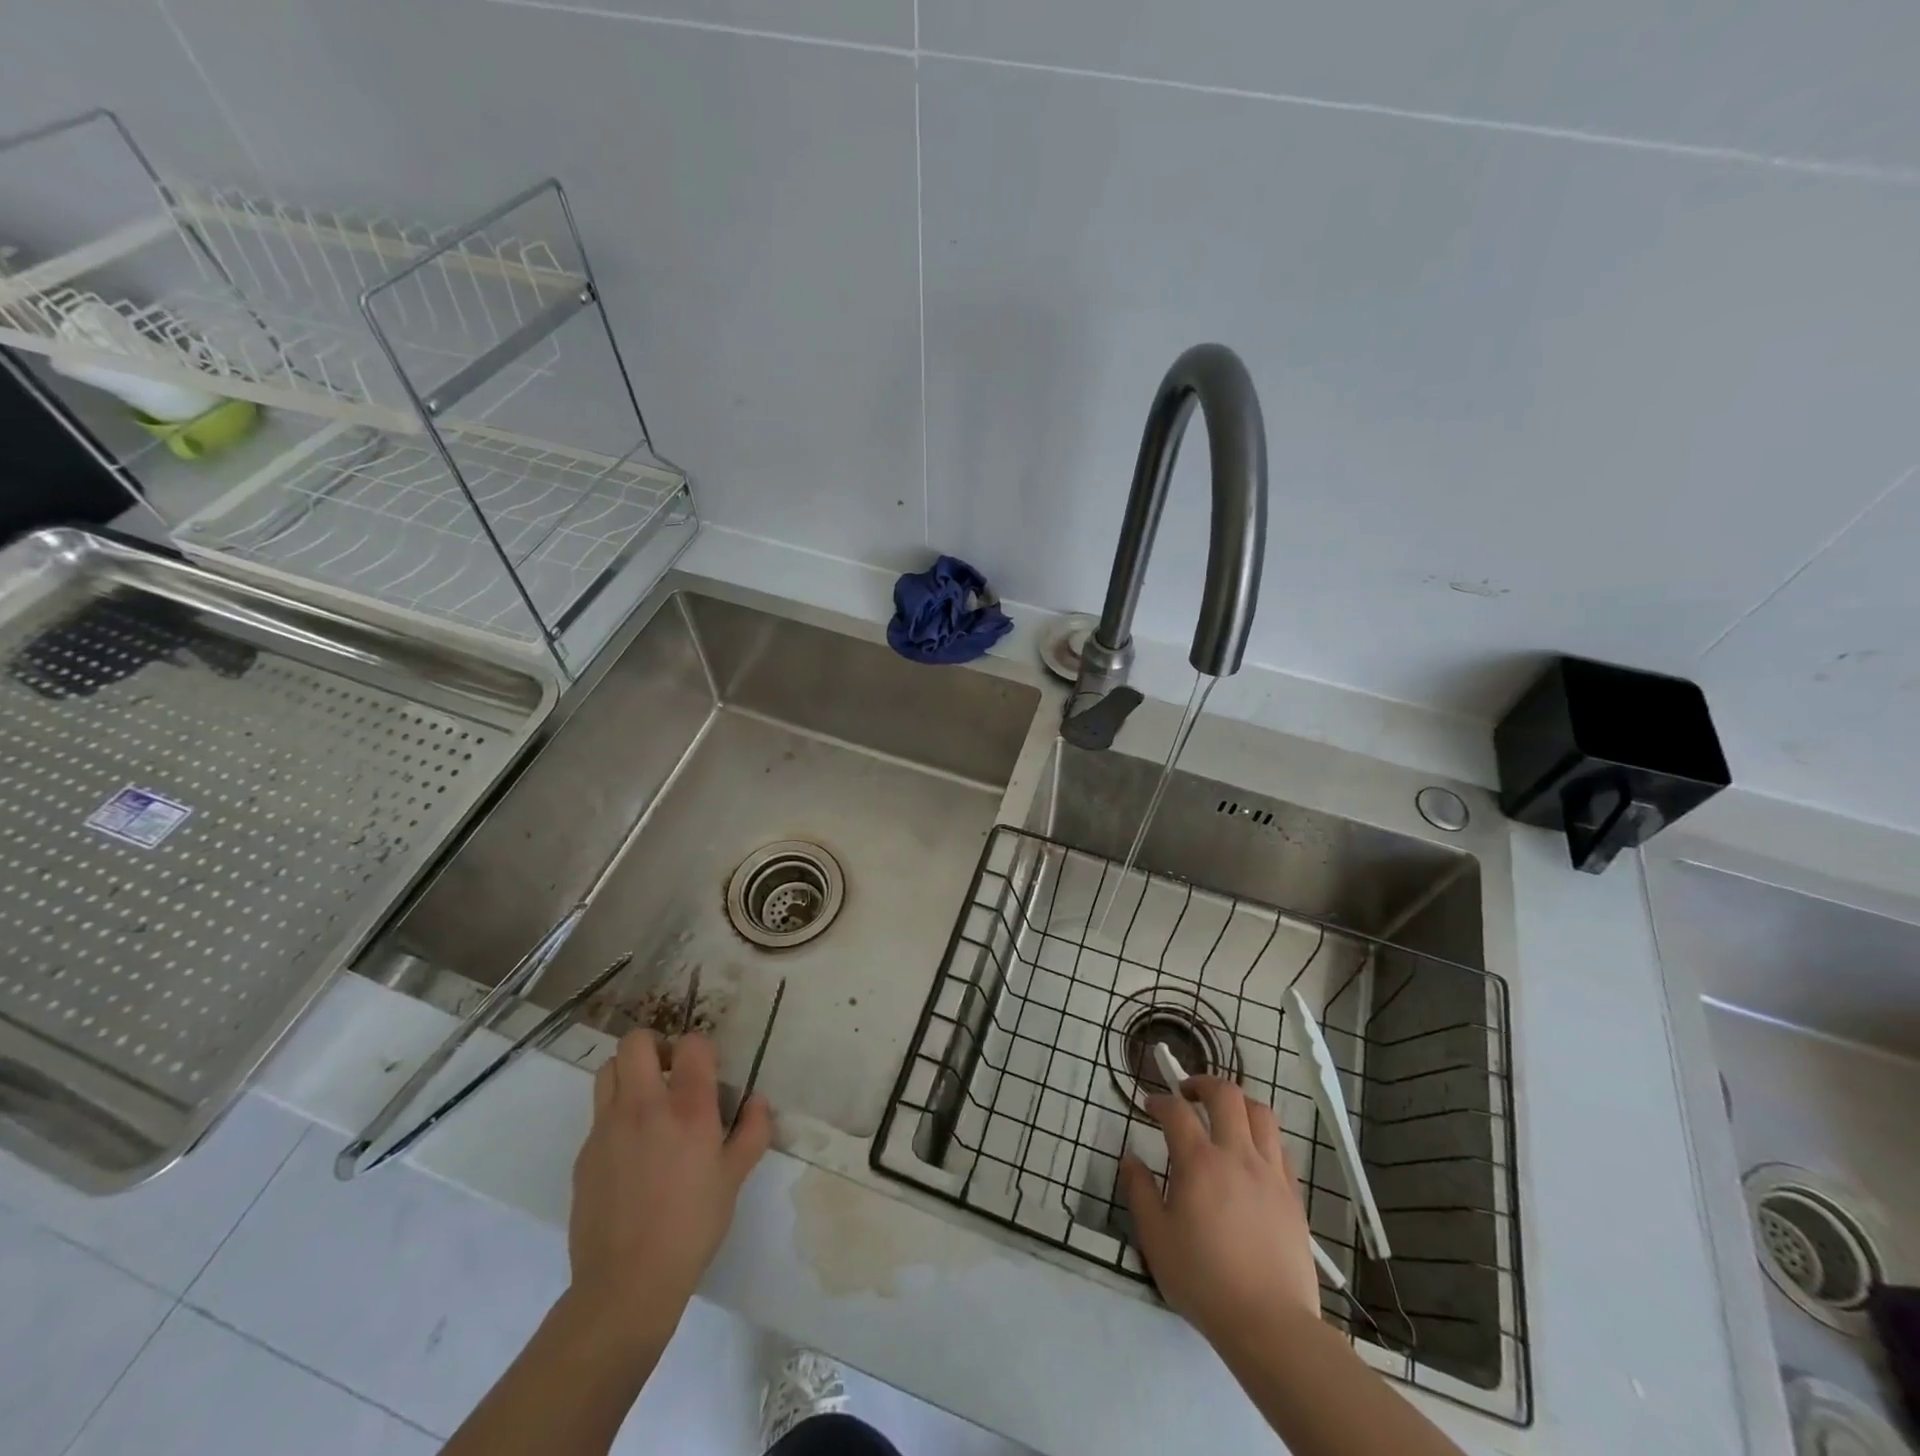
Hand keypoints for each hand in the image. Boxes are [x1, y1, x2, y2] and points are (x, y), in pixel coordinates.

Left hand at [565, 1029, 771, 1338]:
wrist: (627, 1284)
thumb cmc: (692, 1226)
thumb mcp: (735, 1178)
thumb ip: (752, 1131)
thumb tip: (757, 1101)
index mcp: (688, 1107)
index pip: (691, 1044)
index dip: (701, 1049)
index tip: (707, 1070)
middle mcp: (645, 1105)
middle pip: (636, 1042)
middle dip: (654, 1045)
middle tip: (670, 1072)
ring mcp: (608, 1128)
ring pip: (608, 1069)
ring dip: (628, 1073)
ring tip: (646, 1101)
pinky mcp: (585, 1153)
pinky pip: (598, 1114)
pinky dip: (615, 1115)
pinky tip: (631, 1151)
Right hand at [1118, 1076, 1321, 1348]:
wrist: (1271, 1325)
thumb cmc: (1204, 1282)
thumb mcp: (1156, 1239)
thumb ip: (1139, 1192)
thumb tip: (1129, 1158)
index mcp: (1200, 1163)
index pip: (1176, 1112)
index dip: (1159, 1101)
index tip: (1149, 1106)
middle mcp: (1237, 1155)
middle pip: (1226, 1095)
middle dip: (1202, 1083)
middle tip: (1187, 1093)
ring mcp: (1270, 1173)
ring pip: (1260, 1113)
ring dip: (1238, 1103)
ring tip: (1223, 1115)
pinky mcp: (1293, 1195)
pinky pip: (1280, 1146)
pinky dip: (1262, 1135)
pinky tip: (1251, 1152)